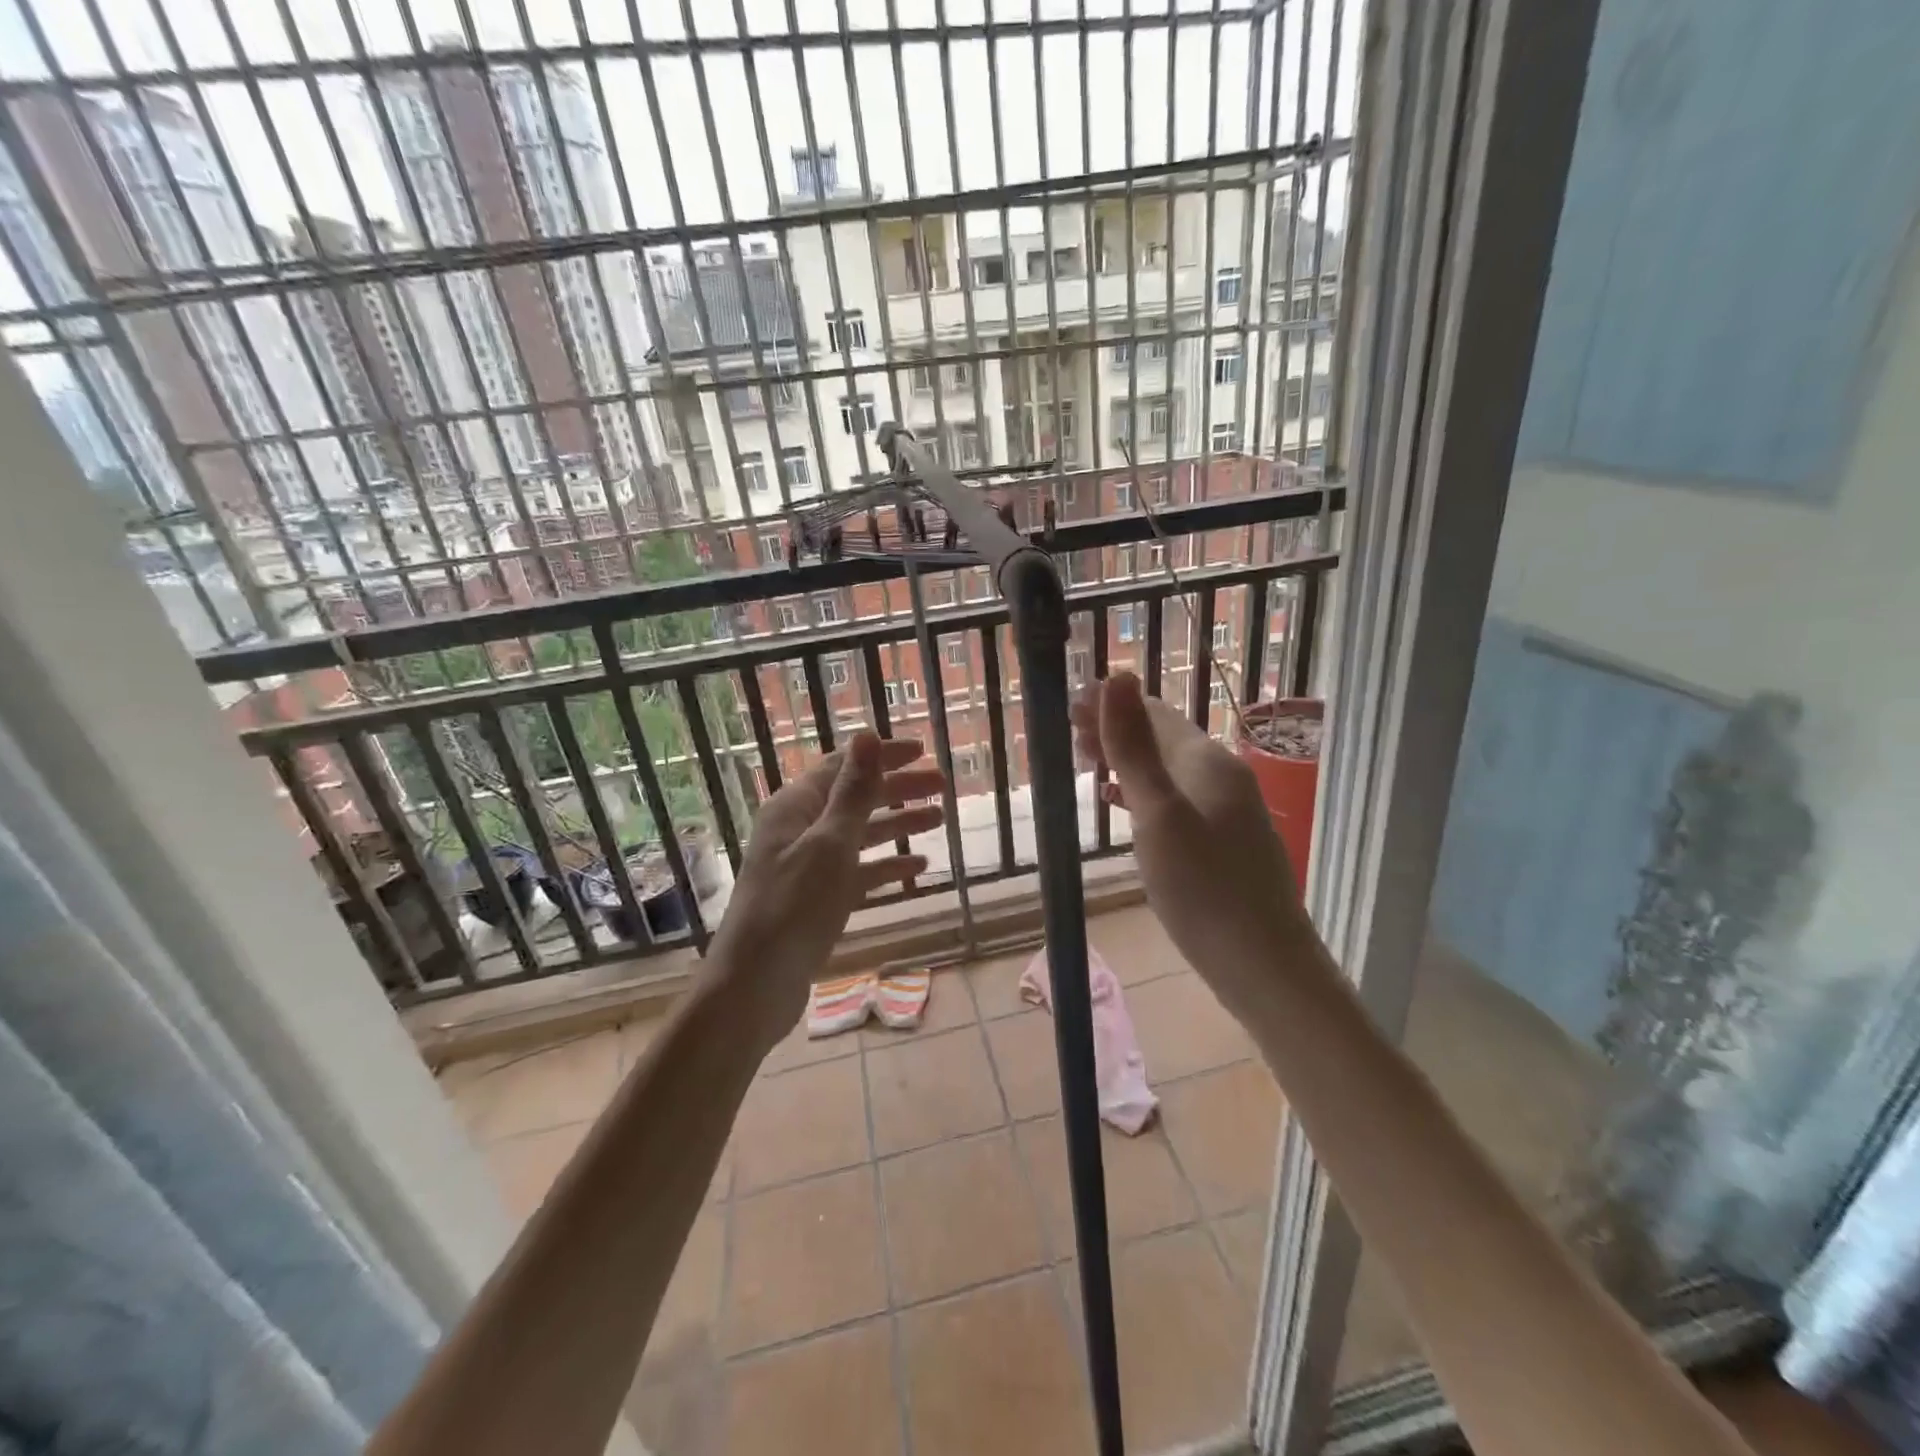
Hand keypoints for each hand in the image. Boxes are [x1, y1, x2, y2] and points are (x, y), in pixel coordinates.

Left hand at [711, 733, 944, 1046]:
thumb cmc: (793, 909)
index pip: (844, 766)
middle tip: (944, 787)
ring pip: (860, 835)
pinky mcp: (816, 899)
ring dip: (898, 826)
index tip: (924, 751)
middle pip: (855, 798)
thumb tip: (866, 734)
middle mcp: (799, 829)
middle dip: (899, 790)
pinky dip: (885, 867)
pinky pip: (857, 872)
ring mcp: (807, 866)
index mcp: (795, 807)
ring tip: (940, 821)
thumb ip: (853, 792)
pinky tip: (917, 870)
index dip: (884, 756)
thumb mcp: (830, 845)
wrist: (754, 987)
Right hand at [1072, 672, 1316, 1016]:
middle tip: (1068, 736)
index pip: (1153, 713)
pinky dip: (1143, 790)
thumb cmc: (1203, 890)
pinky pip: (1176, 797)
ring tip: (1086, 764)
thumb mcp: (1158, 814)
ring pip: (1168, 769)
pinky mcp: (1225, 840)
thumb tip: (1117, 676)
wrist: (1264, 965)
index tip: (1067, 704)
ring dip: (1127, 760)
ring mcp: (1228, 810)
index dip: (1110, 704)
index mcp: (1207, 762)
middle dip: (1116, 729)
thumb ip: (1134, 747)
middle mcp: (1222, 776)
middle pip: (1162, 738)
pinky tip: (1124, 804)